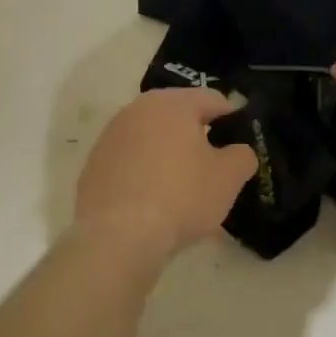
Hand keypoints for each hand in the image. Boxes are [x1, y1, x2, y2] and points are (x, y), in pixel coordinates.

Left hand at [74, 89, 257, 265]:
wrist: (117, 237)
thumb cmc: (180, 197)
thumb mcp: (228, 178)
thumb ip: (242, 156)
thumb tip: (238, 151)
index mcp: (172, 103)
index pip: (212, 99)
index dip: (233, 119)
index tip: (242, 143)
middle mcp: (136, 110)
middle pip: (177, 117)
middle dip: (198, 137)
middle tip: (215, 166)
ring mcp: (110, 137)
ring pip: (151, 139)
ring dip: (169, 155)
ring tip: (184, 187)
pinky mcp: (93, 166)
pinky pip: (129, 163)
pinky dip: (144, 174)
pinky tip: (153, 201)